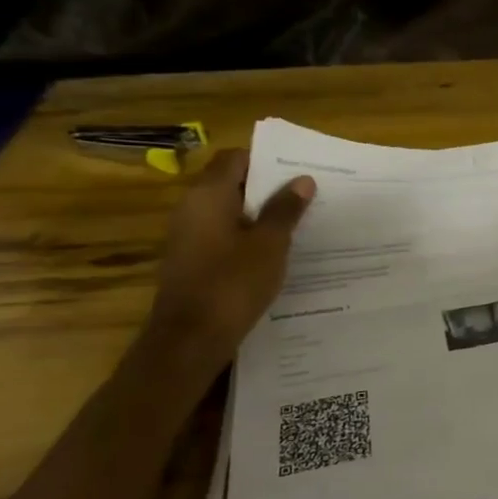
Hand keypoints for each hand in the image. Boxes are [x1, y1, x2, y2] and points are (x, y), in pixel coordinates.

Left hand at [145, 149, 314, 361]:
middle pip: (232, 184)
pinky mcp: (192, 261)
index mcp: (208, 196)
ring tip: (300, 221)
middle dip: (269, 187)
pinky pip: (225, 236)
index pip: (235, 159)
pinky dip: (249, 236)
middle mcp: (192, 209)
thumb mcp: (270, 244)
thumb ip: (285, 209)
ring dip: (261, 214)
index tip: (298, 169)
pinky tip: (277, 251)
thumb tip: (302, 180)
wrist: (190, 340)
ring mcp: (189, 237)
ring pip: (230, 212)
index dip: (267, 159)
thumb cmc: (232, 283)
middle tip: (308, 194)